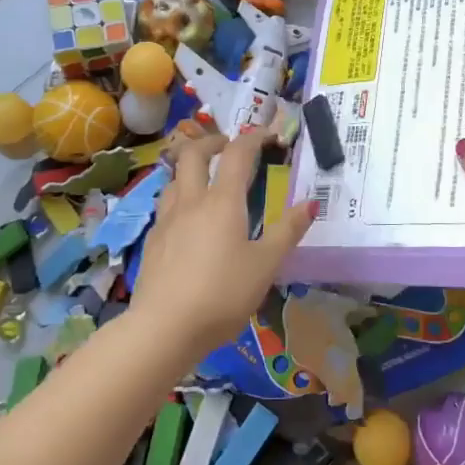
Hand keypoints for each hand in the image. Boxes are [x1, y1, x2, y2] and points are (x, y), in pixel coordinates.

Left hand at [129, 129, 316, 354]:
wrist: (164, 329)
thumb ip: (288, 231)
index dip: (253, 138)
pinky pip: (166, 206)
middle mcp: (191, 201)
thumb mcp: (266, 265)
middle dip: (212, 142)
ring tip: (206, 181)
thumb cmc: (223, 294)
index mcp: (222, 201)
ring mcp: (166, 221)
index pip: (237, 154)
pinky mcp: (153, 242)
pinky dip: (180, 198)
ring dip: (191, 169)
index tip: (268, 135)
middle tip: (228, 146)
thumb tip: (311, 202)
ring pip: (174, 178)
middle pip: (193, 154)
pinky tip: (188, 222)